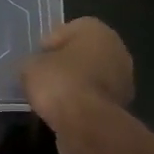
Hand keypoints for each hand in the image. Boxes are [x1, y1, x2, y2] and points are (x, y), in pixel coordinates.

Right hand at [21, 17, 133, 138]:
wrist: (86, 124)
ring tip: (51, 97)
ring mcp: (124, 80)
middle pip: (84, 53)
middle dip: (65, 64)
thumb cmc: (59, 82)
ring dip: (75, 84)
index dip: (49, 44)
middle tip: (43, 76)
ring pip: (92, 76)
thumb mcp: (30, 67)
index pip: (68, 30)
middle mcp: (117, 50)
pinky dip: (82, 103)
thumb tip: (35, 68)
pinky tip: (64, 111)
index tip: (35, 58)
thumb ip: (33, 62)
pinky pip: (95, 98)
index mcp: (97, 31)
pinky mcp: (122, 106)